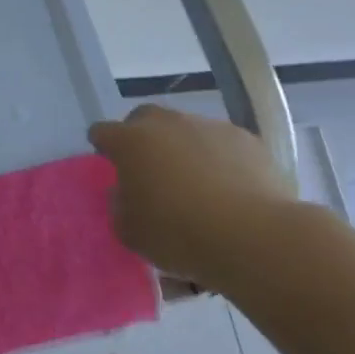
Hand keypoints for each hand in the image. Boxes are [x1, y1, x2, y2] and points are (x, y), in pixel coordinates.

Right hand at [87, 105, 295, 290]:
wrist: (252, 235)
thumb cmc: (178, 233)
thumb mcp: (129, 231)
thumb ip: (119, 204)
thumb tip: (125, 191)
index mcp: (130, 141)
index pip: (102, 132)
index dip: (103, 147)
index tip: (109, 165)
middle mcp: (166, 123)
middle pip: (144, 118)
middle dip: (141, 137)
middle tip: (149, 168)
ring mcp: (208, 126)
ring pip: (186, 129)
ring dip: (182, 147)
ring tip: (195, 182)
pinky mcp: (245, 138)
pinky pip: (221, 143)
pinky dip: (218, 158)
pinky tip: (228, 187)